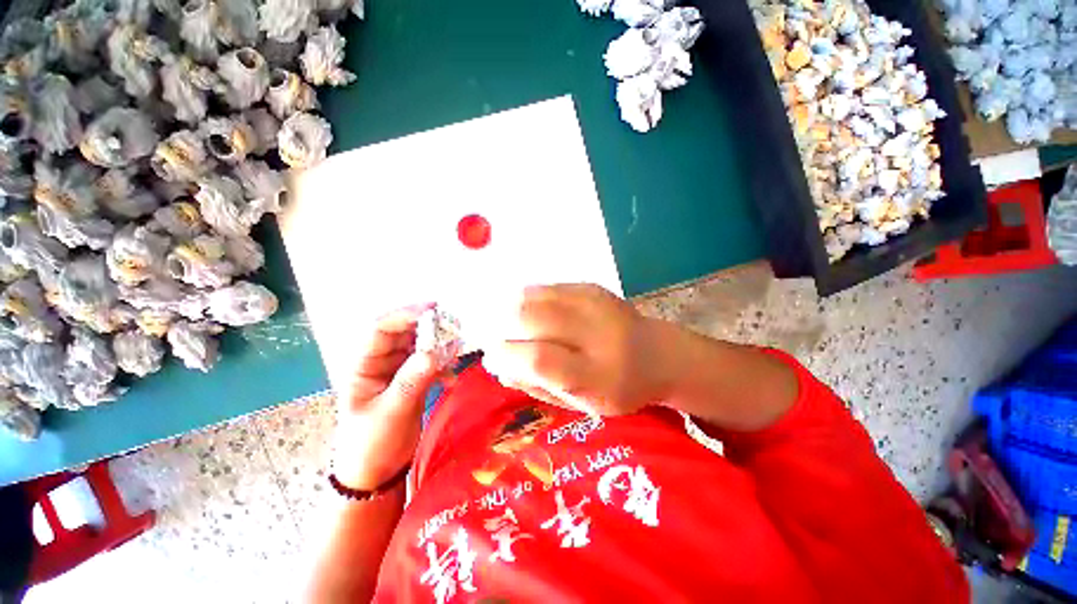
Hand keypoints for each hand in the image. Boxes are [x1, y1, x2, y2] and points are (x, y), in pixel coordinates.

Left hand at [331, 304, 444, 490]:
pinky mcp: (413, 381)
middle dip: (428, 327)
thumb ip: (411, 381)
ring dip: (439, 345)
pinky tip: (451, 377)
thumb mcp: (390, 413)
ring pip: (420, 347)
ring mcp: (399, 371)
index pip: (381, 329)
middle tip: (454, 325)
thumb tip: (433, 352)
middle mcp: (381, 363)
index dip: (404, 314)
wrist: (376, 474)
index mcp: (364, 365)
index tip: (432, 309)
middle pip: (405, 333)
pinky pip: (430, 363)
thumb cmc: (371, 445)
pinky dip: (443, 365)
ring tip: (458, 347)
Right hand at [492, 284, 678, 415]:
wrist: (658, 354)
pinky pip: (546, 288)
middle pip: (531, 317)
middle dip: (503, 327)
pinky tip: (532, 312)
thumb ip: (538, 386)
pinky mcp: (592, 287)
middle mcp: (596, 333)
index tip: (492, 357)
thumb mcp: (581, 405)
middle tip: (500, 339)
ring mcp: (594, 304)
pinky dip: (529, 299)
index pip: (539, 358)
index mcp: (596, 374)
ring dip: (512, 310)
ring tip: (513, 325)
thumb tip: (498, 366)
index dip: (507, 355)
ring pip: (534, 297)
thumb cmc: (617, 388)